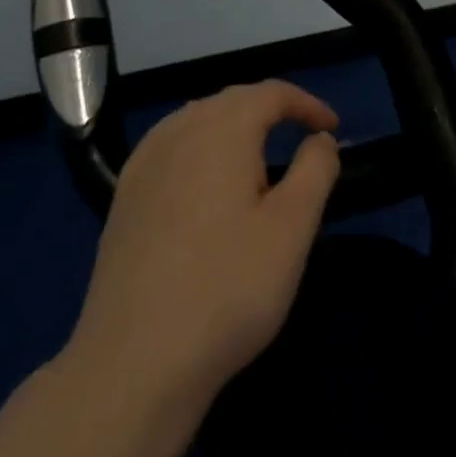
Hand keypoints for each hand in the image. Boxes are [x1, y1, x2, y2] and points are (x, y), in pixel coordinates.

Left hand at [59, 81, 340, 413]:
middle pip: (230, 101)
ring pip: (196, 120)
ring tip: (260, 154)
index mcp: (221, 131)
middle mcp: (177, 134)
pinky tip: (206, 182)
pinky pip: (170, 148)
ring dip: (234, 126)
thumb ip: (315, 170)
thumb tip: (319, 140)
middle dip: (271, 110)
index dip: (306, 104)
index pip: (270, 94)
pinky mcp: (123, 200)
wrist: (134, 363)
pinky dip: (200, 147)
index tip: (332, 128)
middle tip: (302, 137)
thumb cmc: (228, 288)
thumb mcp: (293, 228)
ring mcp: (142, 166)